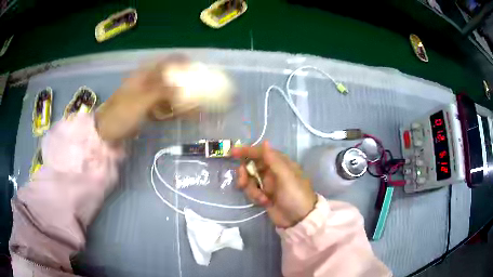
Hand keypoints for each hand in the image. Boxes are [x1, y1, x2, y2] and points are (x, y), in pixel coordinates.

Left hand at [95, 55, 189, 142]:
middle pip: (170, 77)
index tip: (196, 69)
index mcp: (144, 75)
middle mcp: (147, 82)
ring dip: (181, 97)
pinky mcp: (147, 108)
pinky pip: (164, 105)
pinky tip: (182, 115)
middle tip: (200, 90)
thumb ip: (162, 91)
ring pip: (169, 92)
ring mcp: (147, 95)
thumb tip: (182, 87)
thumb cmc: (121, 113)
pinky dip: (174, 109)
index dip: (181, 62)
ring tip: (196, 105)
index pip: (166, 62)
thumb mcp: (141, 101)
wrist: (105, 131)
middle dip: (185, 82)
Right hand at [233, 142, 316, 227]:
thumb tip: (265, 142)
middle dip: (245, 174)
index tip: (233, 153)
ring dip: (251, 188)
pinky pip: (252, 191)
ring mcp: (268, 184)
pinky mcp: (264, 195)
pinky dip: (255, 196)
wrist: (299, 220)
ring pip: (250, 180)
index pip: (261, 152)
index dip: (247, 151)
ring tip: (260, 198)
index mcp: (281, 163)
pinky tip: (265, 203)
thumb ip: (274, 160)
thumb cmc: (295, 195)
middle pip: (252, 166)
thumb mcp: (286, 177)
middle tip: (243, 182)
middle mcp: (273, 171)